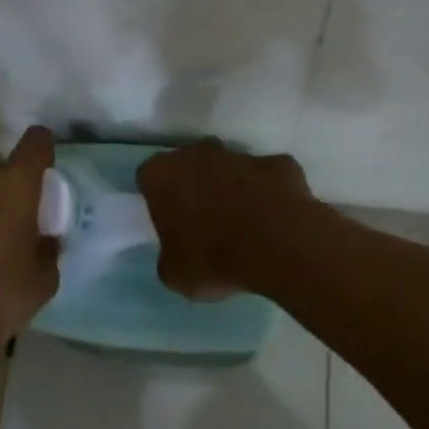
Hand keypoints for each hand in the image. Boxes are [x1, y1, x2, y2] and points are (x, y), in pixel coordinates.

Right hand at [138, 139, 317, 299]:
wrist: (278, 246)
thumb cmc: (213, 258)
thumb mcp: (175, 274)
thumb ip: (170, 256)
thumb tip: (179, 254)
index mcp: (162, 174)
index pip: (148, 178)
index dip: (157, 199)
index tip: (168, 222)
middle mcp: (197, 154)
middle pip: (190, 163)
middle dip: (195, 184)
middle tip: (204, 220)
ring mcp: (240, 155)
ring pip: (230, 166)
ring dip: (233, 186)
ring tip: (244, 222)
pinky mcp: (279, 163)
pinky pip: (268, 176)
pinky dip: (269, 191)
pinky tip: (275, 218)